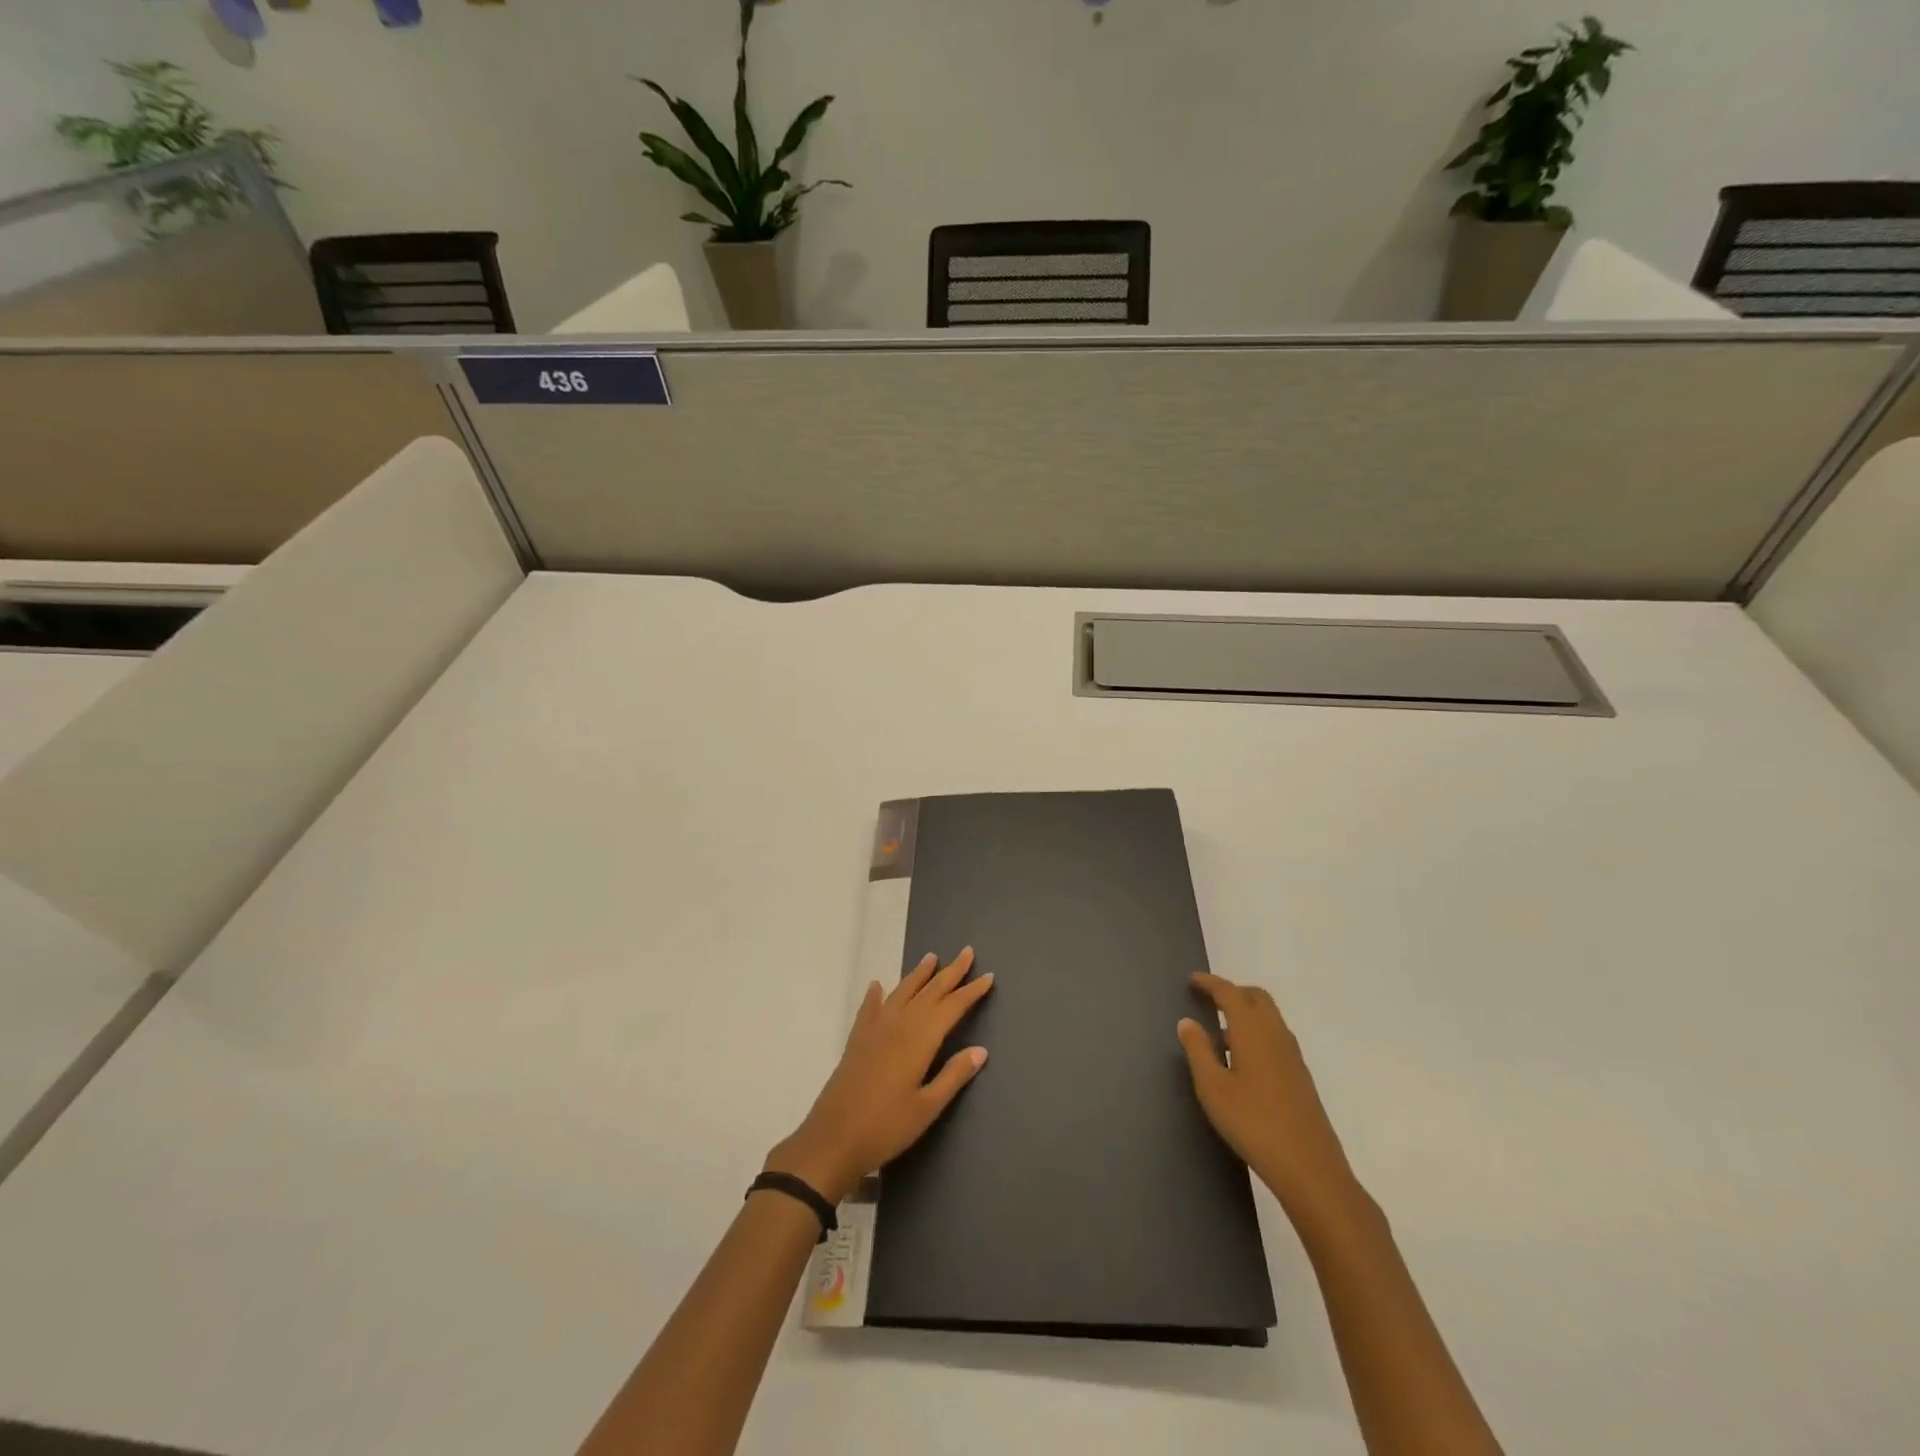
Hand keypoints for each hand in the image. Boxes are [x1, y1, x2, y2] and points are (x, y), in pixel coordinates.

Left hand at [765, 948, 993, 1203]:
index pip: (951, 1008)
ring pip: (901, 992)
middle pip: (929, 992)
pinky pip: (869, 1008)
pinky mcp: (857, 1040)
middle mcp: (899, 1025)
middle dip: (950, 972)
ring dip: (918, 975)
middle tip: (967, 952)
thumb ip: (953, 1076)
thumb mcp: (927, 1107)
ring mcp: (875, 1030)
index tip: (988, 976)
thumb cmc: (886, 1127)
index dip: (970, 991)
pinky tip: (877, 985)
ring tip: (931, 957)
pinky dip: (875, 994)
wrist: (832, 1139)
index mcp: (920, 1040)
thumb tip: (980, 1050)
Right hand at [1177, 972, 1359, 1221]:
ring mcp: (1293, 1056)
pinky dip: (1257, 1032)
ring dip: (1247, 1012)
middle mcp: (1276, 1035)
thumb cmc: (1253, 1123)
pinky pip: (1276, 1037)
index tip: (1192, 980)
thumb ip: (1198, 1050)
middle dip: (1233, 991)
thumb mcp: (1213, 1088)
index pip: (1230, 993)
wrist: (1310, 1168)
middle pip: (1257, 998)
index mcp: (1253, 1031)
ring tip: (1221, 1030)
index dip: (1210, 983)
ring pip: (1270, 1017)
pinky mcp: (1301, 1076)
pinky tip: (1243, 1060)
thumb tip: (1188, 1021)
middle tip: (1209, 999)